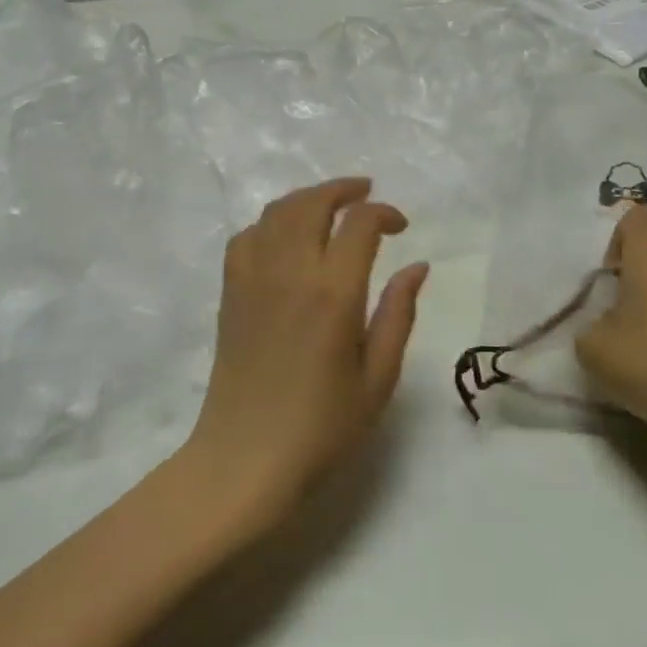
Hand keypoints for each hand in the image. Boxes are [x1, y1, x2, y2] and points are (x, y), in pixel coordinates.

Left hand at [186, 178, 428, 522]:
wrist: (246, 457)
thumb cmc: (322, 427)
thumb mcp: (377, 378)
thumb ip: (398, 314)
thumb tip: (417, 266)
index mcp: (333, 292)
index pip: (359, 224)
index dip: (384, 213)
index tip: (400, 228)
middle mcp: (289, 271)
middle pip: (312, 203)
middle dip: (343, 190)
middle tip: (366, 193)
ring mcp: (252, 277)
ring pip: (277, 211)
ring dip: (307, 199)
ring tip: (329, 207)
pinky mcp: (230, 291)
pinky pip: (247, 236)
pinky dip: (271, 223)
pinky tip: (286, 238)